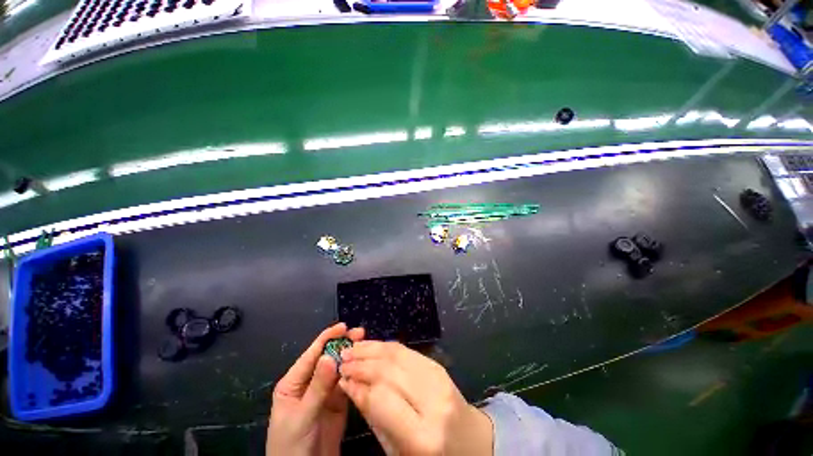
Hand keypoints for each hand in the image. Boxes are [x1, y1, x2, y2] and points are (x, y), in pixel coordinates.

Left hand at [267, 323, 364, 455]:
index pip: (311, 354)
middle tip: (360, 333)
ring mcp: (324, 392)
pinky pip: (347, 383)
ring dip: (351, 357)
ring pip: (339, 368)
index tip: (343, 326)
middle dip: (342, 344)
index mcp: (293, 383)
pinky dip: (355, 373)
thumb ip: (317, 388)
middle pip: (327, 358)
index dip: (327, 338)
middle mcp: (309, 383)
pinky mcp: (337, 402)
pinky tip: (364, 366)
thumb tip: (328, 356)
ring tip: (365, 346)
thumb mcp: (302, 416)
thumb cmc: (291, 446)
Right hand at [339, 341, 493, 455]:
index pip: (382, 398)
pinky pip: (408, 351)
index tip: (342, 378)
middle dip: (362, 362)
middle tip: (342, 359)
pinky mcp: (438, 366)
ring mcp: (439, 379)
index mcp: (423, 436)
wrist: (471, 441)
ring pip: (398, 354)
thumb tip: (351, 385)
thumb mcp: (398, 449)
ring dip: (372, 348)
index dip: (359, 384)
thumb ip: (374, 417)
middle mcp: (433, 402)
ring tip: (353, 348)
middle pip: (389, 370)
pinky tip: (374, 346)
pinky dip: (387, 346)